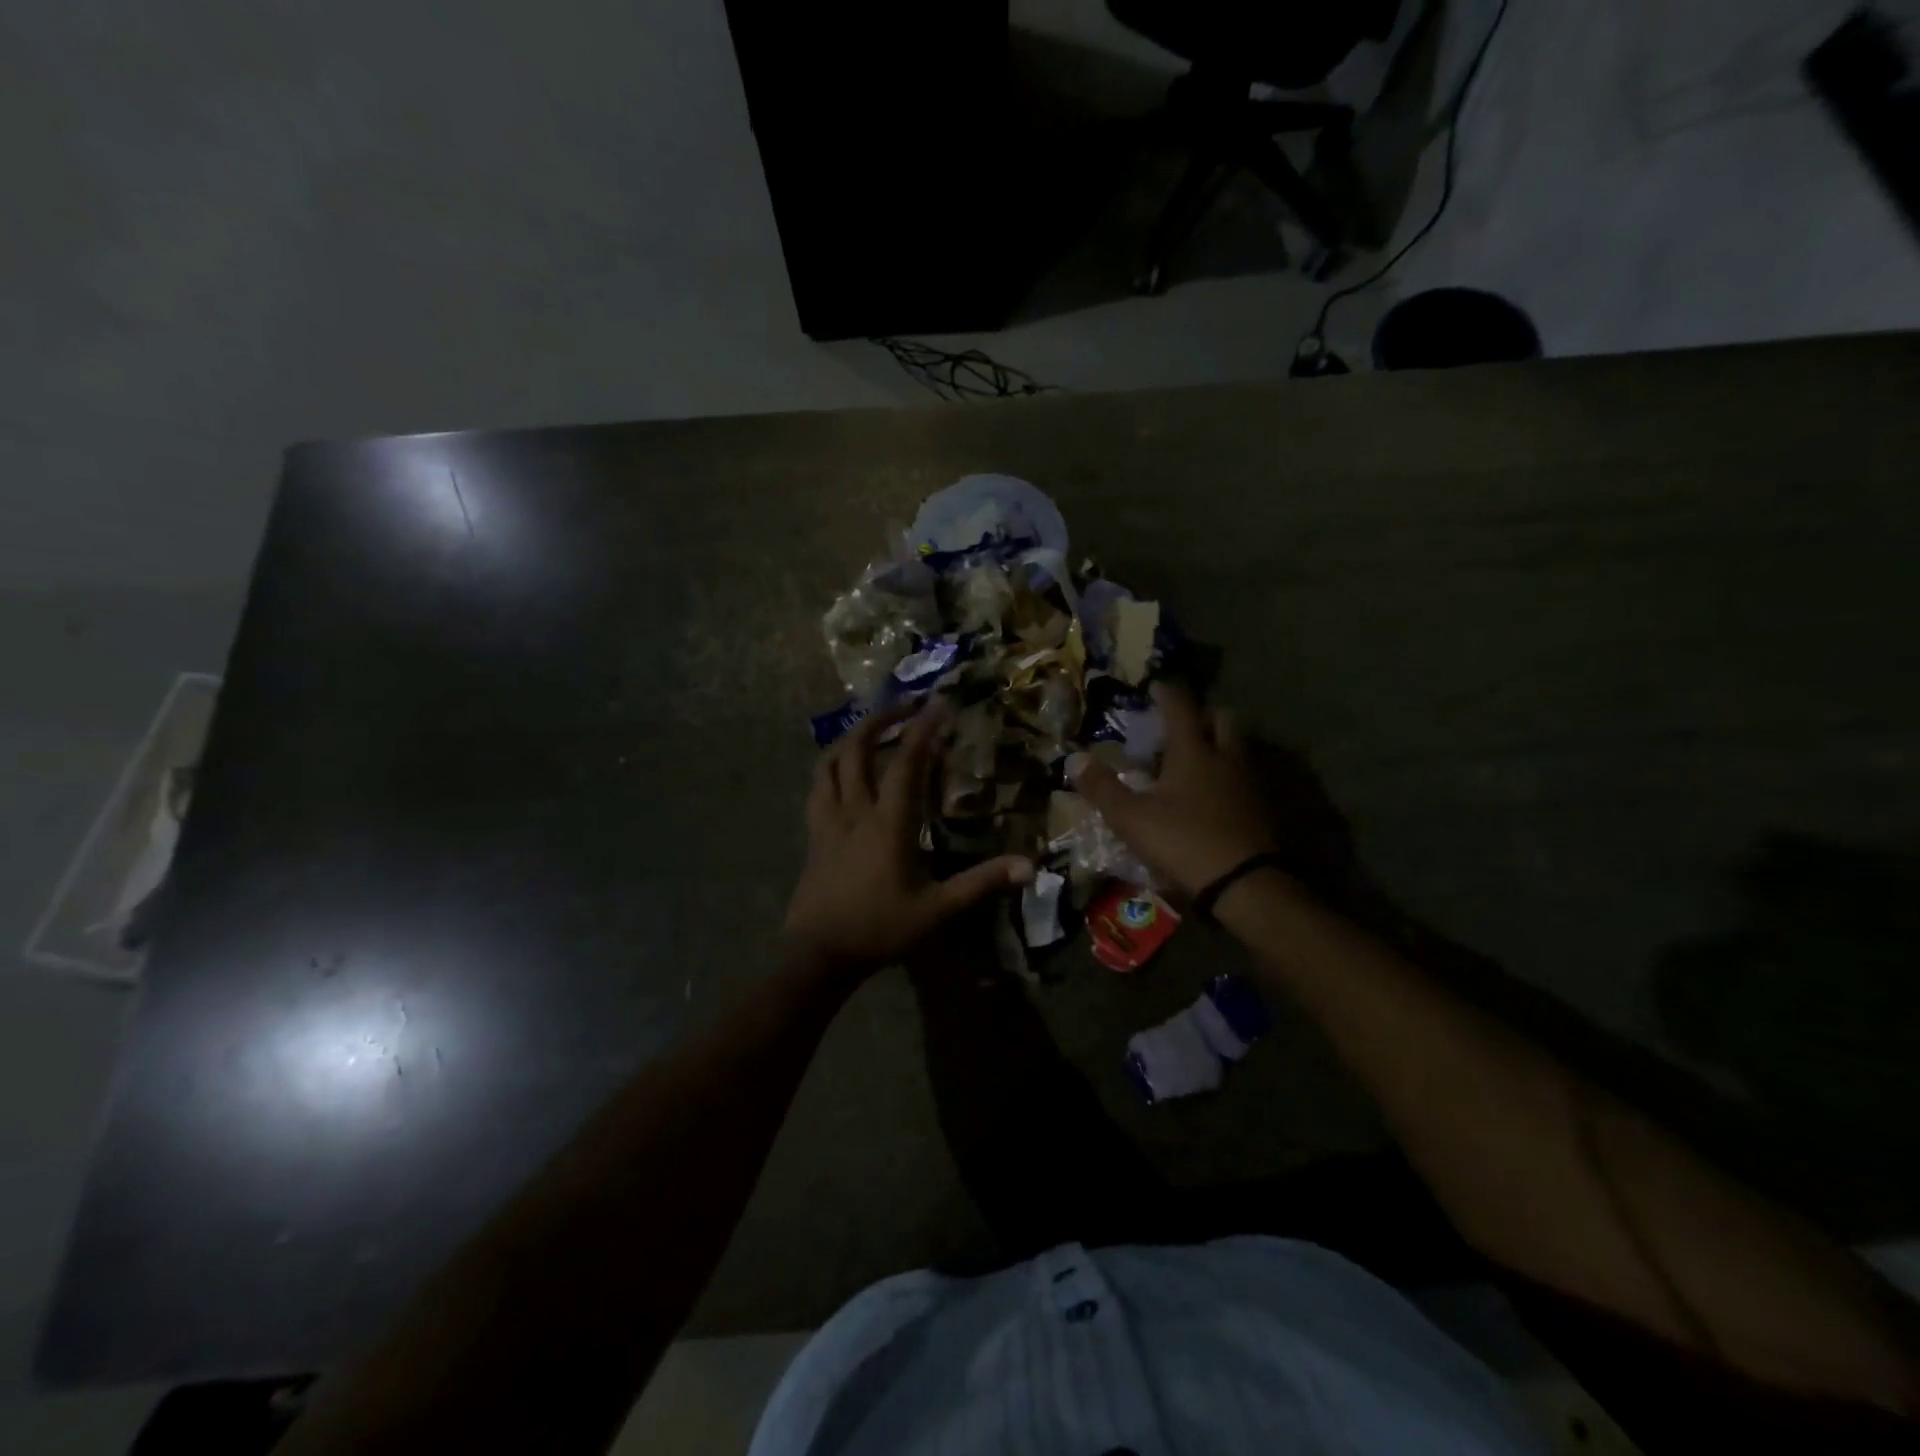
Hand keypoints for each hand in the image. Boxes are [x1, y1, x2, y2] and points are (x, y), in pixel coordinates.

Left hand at [784, 702, 1033, 972]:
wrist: (819, 953)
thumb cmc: (880, 928)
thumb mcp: (938, 909)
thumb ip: (982, 883)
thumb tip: (1030, 866)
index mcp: (889, 822)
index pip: (906, 762)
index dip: (922, 729)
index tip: (938, 703)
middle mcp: (855, 809)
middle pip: (858, 748)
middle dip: (881, 719)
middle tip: (905, 705)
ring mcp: (829, 819)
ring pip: (831, 761)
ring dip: (851, 737)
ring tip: (872, 729)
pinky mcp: (814, 833)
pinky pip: (818, 786)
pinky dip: (831, 766)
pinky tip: (841, 769)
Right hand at [1073, 682, 1278, 898]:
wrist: (1245, 884)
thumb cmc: (1184, 841)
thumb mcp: (1131, 818)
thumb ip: (1103, 788)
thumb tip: (1074, 759)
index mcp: (1193, 752)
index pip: (1181, 707)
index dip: (1167, 693)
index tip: (1156, 686)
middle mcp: (1225, 758)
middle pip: (1222, 719)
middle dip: (1202, 714)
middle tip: (1183, 723)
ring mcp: (1248, 783)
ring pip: (1237, 748)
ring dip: (1219, 744)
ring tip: (1196, 759)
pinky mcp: (1262, 809)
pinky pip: (1244, 778)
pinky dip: (1228, 775)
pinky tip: (1213, 795)